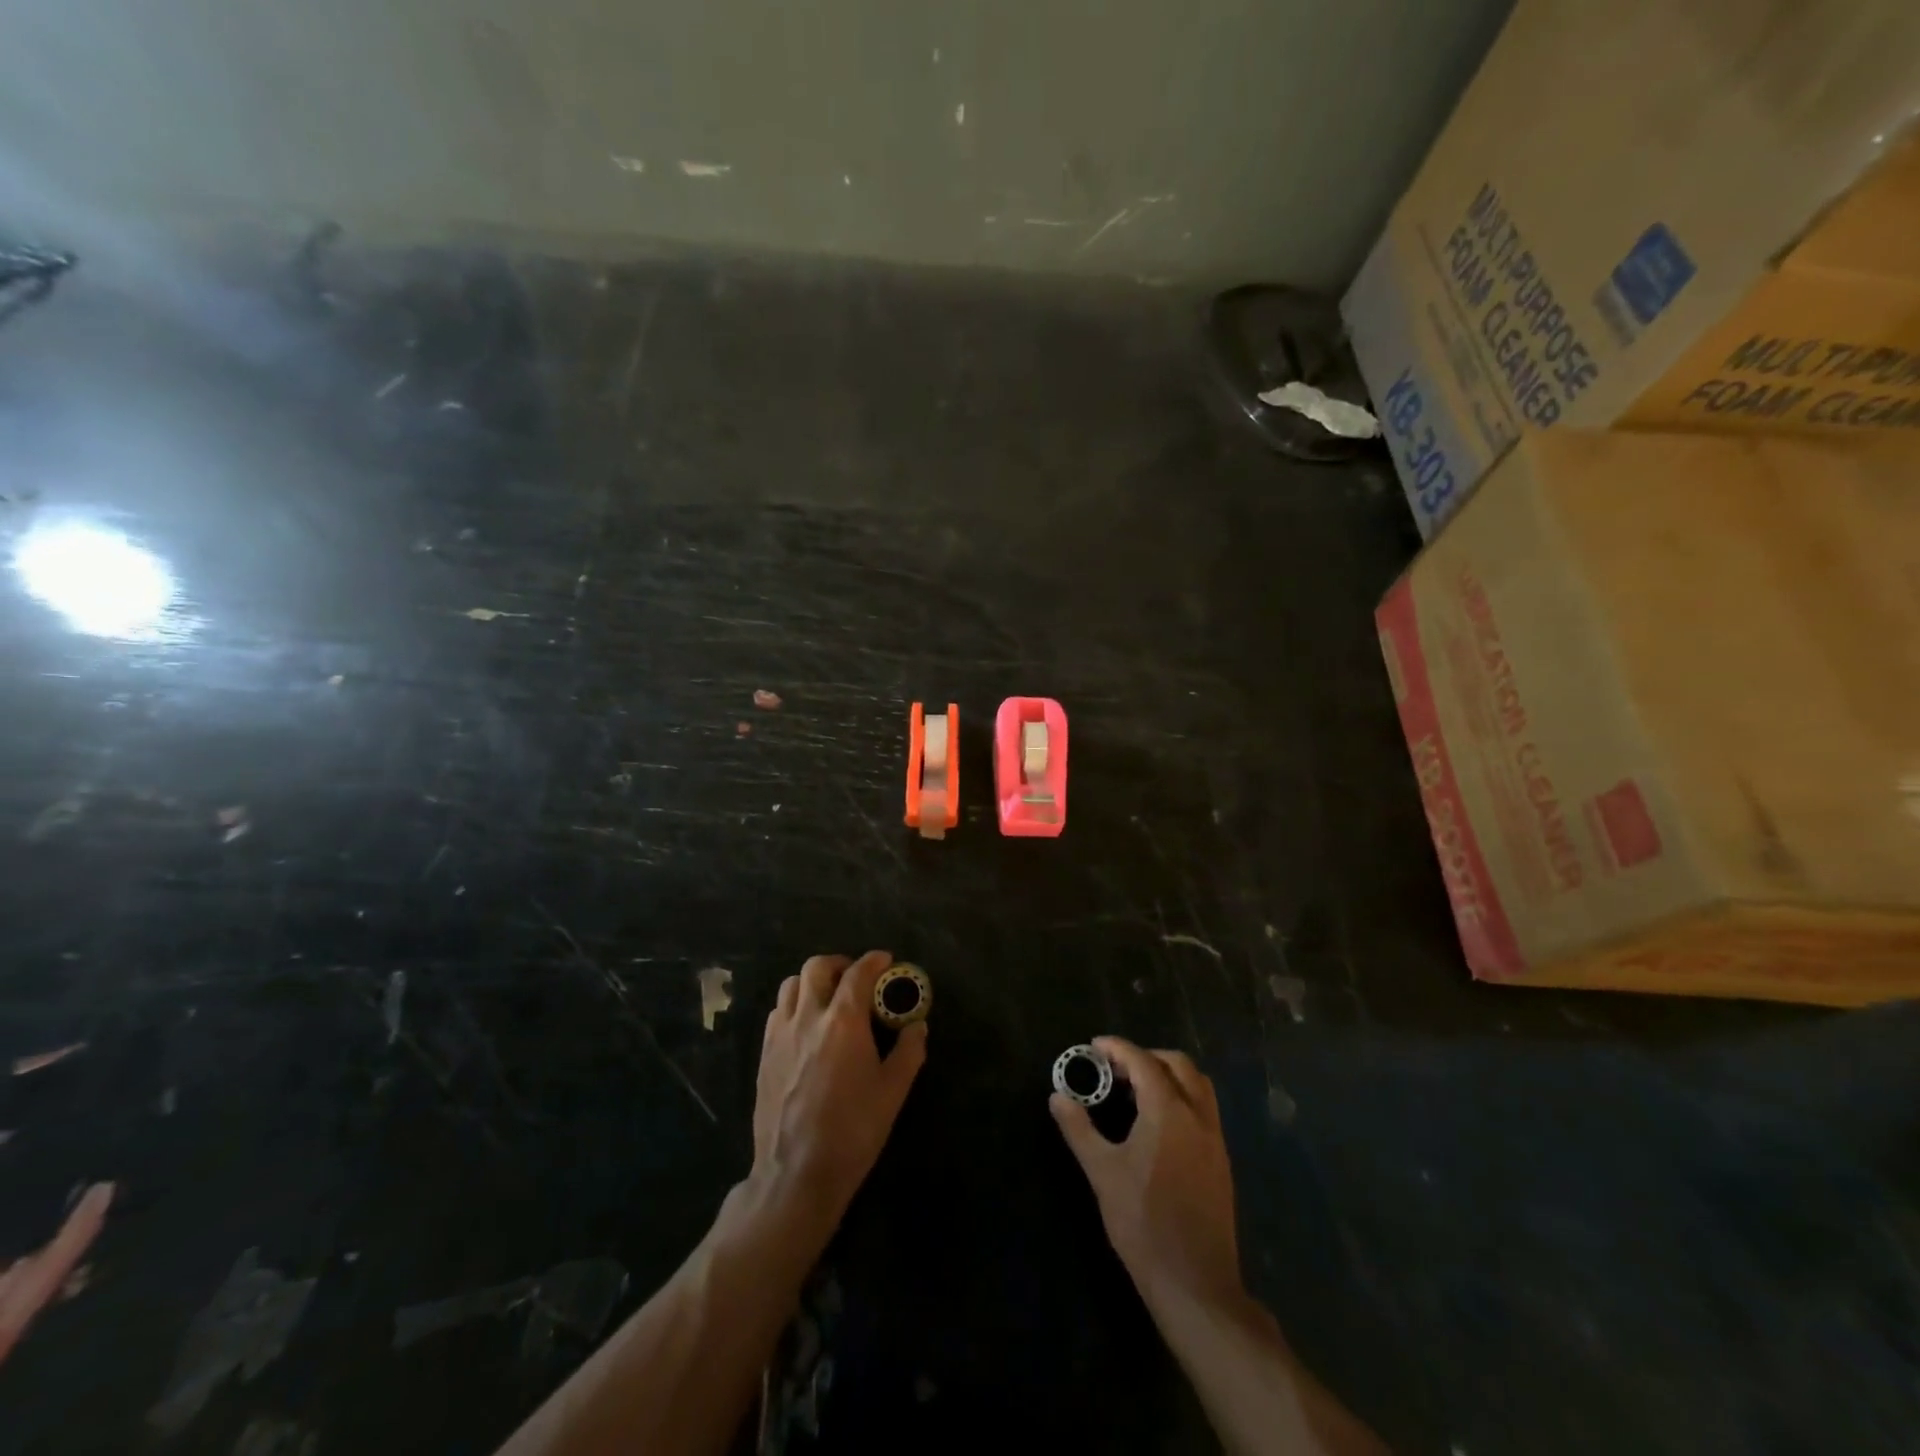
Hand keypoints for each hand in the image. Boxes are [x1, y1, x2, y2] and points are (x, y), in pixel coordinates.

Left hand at [753, 951, 927, 1226]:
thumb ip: (909, 1051)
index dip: (875, 961)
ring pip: (792, 984)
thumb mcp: (893, 1092)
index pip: (859, 973)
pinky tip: (807, 1026)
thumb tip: (917, 1025)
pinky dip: (795, 1004)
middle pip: (817, 966)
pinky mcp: (764, 1052)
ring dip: (813, 981)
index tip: (886, 961)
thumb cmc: (853, 1131)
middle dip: (840, 964)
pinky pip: (778, 1010)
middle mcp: (809, 1016)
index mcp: (843, 1020)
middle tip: (856, 979)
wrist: (796, 1173)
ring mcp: (781, 1033)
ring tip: (829, 998)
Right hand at [1051, 1037, 1240, 1309]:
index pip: (1143, 1062)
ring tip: (1137, 1091)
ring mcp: (1214, 1139)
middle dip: (1146, 1056)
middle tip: (1116, 1069)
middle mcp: (1197, 1116)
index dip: (1117, 1048)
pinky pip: (1204, 1110)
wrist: (1195, 1283)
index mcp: (1169, 1112)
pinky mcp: (1221, 1161)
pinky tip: (1158, 1124)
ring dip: (1168, 1075)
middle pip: (1177, 1065)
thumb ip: (1079, 1129)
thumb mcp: (1102, 1173)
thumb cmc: (1143, 1223)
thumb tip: (1057, 1097)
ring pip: (1197, 1085)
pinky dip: (1182, 1098)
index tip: (1094, 1047)